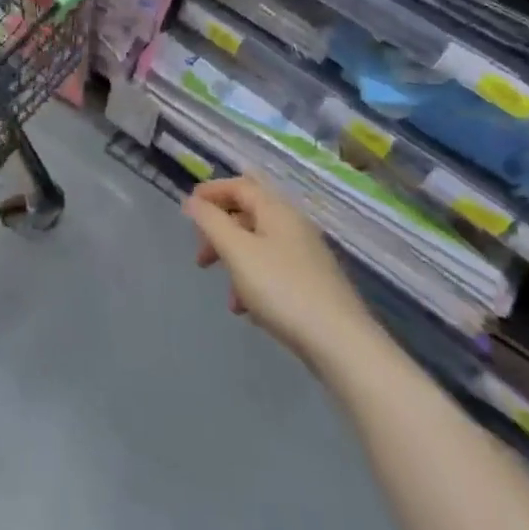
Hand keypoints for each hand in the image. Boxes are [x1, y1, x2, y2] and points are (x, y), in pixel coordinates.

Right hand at [184, 176, 382, 373]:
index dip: (211, 192)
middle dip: (220, 232)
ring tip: (227, 296)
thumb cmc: (282, 289)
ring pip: (260, 245)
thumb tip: (194, 200)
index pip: (239, 185)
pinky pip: (274, 270)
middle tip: (201, 257)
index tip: (187, 211)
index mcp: (277, 209)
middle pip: (248, 214)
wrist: (341, 344)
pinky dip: (254, 281)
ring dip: (236, 262)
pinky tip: (249, 311)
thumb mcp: (237, 251)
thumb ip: (211, 221)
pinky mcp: (314, 284)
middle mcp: (294, 225)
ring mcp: (307, 255)